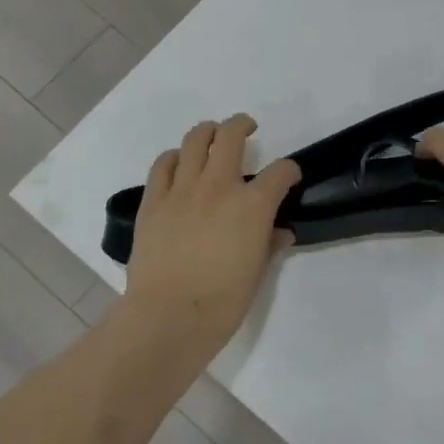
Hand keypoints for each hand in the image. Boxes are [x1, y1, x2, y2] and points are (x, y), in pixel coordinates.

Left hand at [125, 115, 300, 355]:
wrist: (168, 317)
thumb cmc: (222, 302)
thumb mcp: (257, 274)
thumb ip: (269, 245)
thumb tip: (280, 232)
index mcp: (252, 205)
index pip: (280, 172)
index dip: (289, 170)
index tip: (289, 176)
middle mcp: (219, 186)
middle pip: (231, 136)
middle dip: (242, 125)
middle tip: (247, 128)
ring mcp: (182, 190)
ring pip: (195, 140)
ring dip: (207, 132)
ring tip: (212, 136)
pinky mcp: (154, 201)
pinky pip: (163, 165)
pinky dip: (174, 157)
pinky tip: (179, 163)